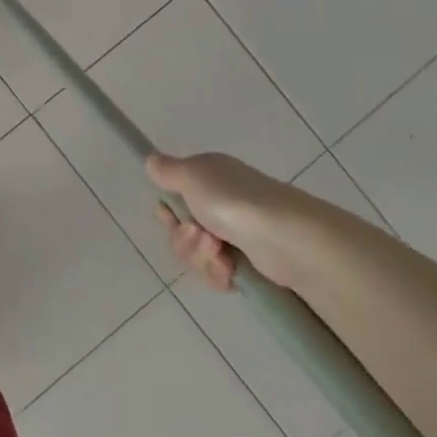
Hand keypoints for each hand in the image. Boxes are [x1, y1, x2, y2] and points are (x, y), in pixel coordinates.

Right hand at [144, 151, 291, 290]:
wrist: (285, 238)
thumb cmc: (233, 201)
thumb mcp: (192, 175)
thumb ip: (167, 170)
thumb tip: (152, 161)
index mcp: (210, 180)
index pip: (175, 198)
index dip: (168, 211)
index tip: (167, 215)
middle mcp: (222, 205)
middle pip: (182, 232)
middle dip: (183, 239)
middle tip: (199, 235)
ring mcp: (236, 236)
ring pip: (196, 256)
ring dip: (200, 257)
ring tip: (220, 253)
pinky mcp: (248, 265)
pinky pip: (216, 275)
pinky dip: (218, 274)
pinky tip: (229, 270)